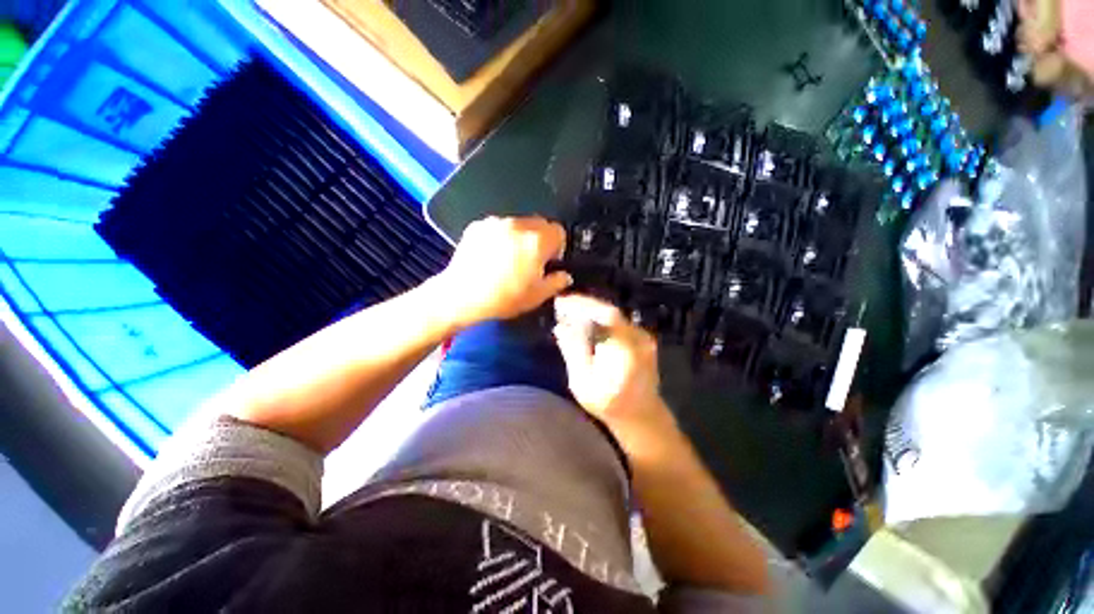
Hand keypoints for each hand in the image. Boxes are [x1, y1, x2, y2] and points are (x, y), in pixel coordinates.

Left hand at [439, 216, 572, 329]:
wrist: (461, 296)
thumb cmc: (501, 298)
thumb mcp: (536, 297)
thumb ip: (556, 282)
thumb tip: (563, 276)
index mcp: (537, 240)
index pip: (558, 231)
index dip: (557, 247)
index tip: (549, 260)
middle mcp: (517, 225)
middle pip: (538, 224)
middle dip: (538, 239)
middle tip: (529, 261)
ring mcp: (495, 223)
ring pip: (516, 224)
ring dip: (517, 237)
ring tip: (506, 261)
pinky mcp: (477, 226)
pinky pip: (495, 227)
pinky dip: (497, 238)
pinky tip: (489, 257)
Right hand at [553, 295, 674, 439]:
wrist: (640, 415)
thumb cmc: (609, 402)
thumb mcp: (583, 381)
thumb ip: (574, 351)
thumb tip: (560, 327)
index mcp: (625, 345)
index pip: (605, 313)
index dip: (582, 304)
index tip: (561, 302)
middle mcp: (638, 336)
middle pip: (610, 311)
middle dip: (585, 307)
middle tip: (561, 307)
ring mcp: (644, 337)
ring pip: (615, 317)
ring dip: (593, 314)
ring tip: (570, 315)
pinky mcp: (643, 341)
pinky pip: (620, 324)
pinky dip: (603, 322)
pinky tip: (588, 327)